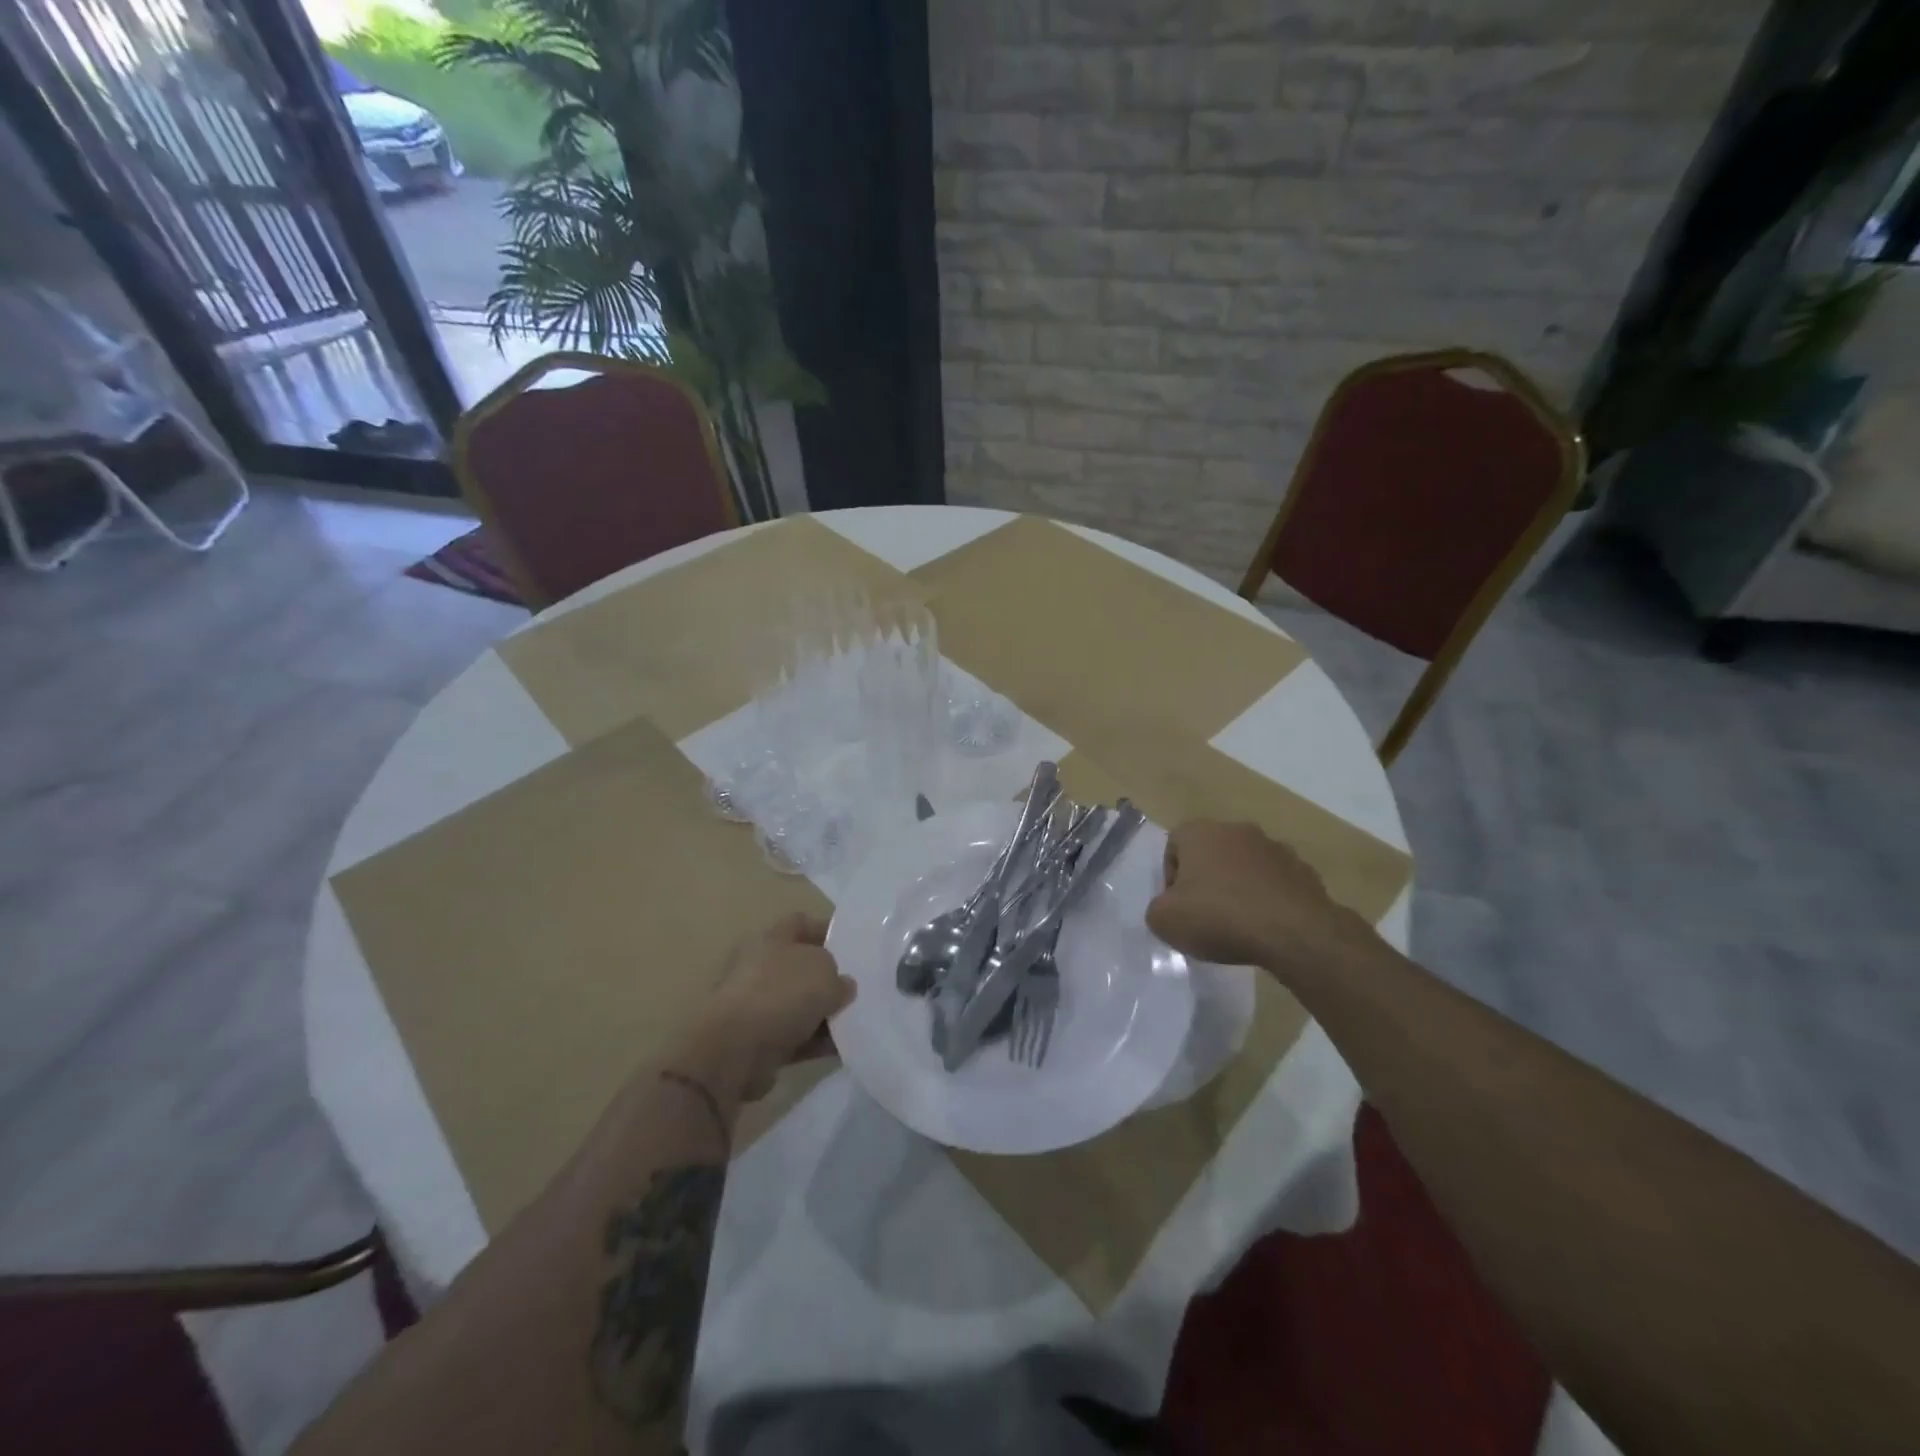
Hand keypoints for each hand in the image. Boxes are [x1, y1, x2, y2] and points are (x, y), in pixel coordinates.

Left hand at [685, 913, 855, 1102]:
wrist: (734, 1053)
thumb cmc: (780, 995)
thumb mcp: (824, 973)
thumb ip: (838, 976)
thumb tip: (842, 985)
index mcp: (770, 939)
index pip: (801, 923)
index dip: (827, 930)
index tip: (854, 945)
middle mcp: (760, 968)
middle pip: (802, 967)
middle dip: (830, 977)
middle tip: (860, 986)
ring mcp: (757, 1006)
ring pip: (800, 1004)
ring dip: (826, 1012)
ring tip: (858, 1019)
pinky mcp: (758, 1041)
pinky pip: (796, 1036)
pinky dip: (817, 1040)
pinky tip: (843, 1046)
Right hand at [1146, 820, 1372, 979]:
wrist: (1293, 933)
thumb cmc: (1218, 917)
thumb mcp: (1164, 921)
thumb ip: (1157, 909)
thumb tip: (1169, 908)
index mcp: (1200, 832)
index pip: (1174, 846)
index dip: (1170, 877)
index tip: (1177, 906)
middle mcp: (1237, 830)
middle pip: (1212, 853)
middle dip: (1206, 879)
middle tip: (1205, 914)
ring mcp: (1275, 848)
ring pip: (1246, 865)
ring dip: (1239, 887)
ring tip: (1239, 923)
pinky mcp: (1304, 871)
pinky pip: (1276, 883)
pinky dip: (1269, 899)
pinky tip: (1267, 927)